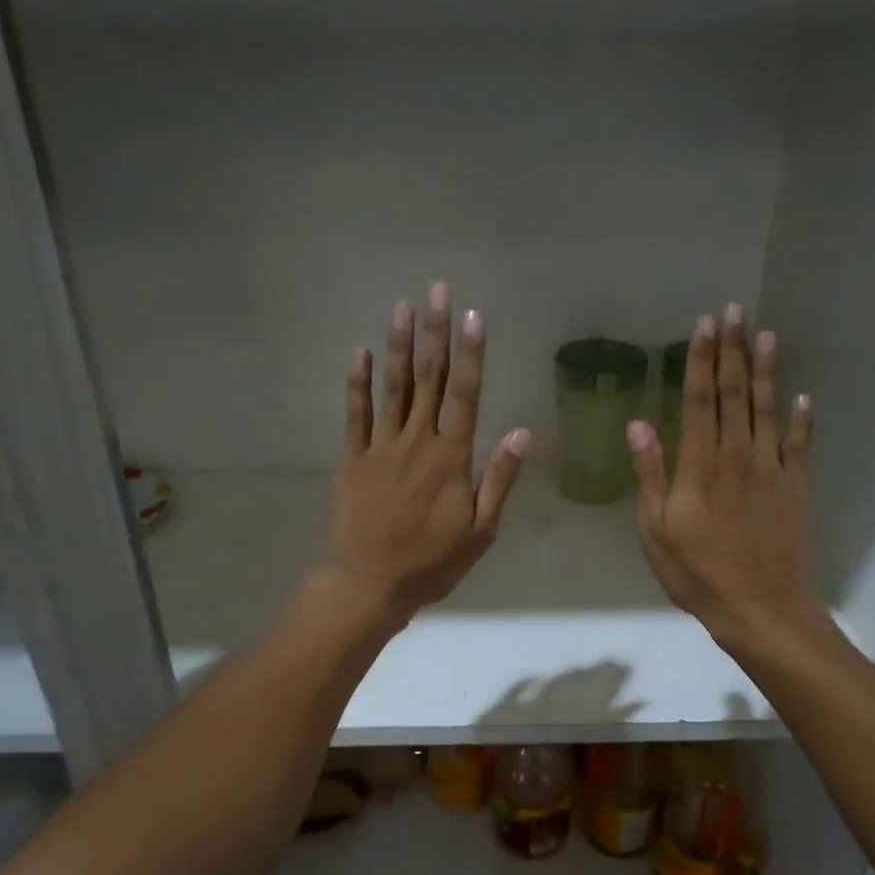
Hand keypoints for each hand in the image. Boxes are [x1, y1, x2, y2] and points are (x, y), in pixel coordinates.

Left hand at [325, 282, 530, 630]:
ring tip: (402, 306)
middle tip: (437, 290)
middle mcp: (417, 442)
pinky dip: (358, 383)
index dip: (471, 353)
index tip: (473, 316)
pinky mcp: (352, 459)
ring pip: (393, 387)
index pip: (465, 394)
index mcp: (451, 457)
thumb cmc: (432, 562)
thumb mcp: (481, 530)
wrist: (370, 584)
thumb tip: (522, 433)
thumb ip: (499, 479)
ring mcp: (380, 447)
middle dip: (435, 332)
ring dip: (399, 345)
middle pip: (429, 378)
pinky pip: (355, 414)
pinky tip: (360, 352)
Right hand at [628, 303, 825, 655]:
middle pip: (735, 394)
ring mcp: (772, 471)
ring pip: (768, 410)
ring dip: (766, 371)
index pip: (701, 401)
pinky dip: (801, 419)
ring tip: (766, 335)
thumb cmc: (698, 574)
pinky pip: (799, 445)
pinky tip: (802, 397)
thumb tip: (638, 424)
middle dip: (733, 350)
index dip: (702, 361)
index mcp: (700, 466)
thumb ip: (650, 475)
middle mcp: (738, 457)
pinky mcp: (796, 489)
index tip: (705, 325)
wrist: (761, 608)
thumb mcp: (656, 530)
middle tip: (735, 311)